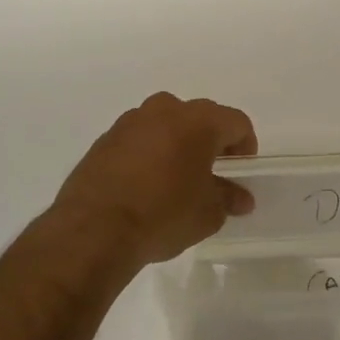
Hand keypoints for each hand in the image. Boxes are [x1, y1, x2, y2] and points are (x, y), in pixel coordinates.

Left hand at [51, 93, 257, 266]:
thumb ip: (228, 199)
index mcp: (198, 121)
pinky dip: (148, 152)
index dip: (245, 146)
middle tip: (211, 174)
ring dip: (176, 143)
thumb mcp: (207, 214)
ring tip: (175, 178)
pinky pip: (138, 138)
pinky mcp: (104, 138)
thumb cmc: (163, 215)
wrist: (94, 229)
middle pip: (200, 117)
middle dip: (210, 141)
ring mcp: (130, 121)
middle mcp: (165, 110)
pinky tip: (144, 184)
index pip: (236, 122)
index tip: (241, 172)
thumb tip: (240, 197)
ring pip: (166, 123)